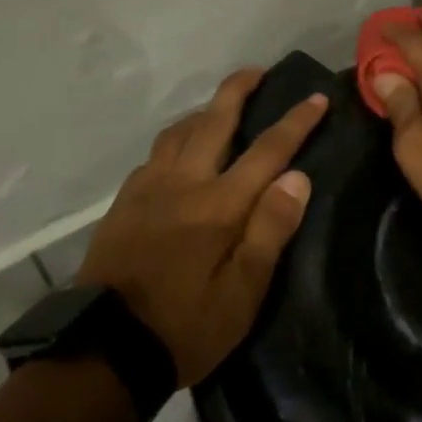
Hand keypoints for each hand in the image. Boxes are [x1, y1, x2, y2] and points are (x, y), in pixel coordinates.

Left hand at [78, 68, 326, 386]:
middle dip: (238, 90)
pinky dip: (174, 141)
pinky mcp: (124, 203)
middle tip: (256, 70)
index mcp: (220, 204)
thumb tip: (296, 177)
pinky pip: (154, 156)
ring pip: (178, 132)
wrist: (105, 351)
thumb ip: (270, 228)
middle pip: (214, 121)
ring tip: (219, 108)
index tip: (317, 97)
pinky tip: (178, 155)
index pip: (268, 150)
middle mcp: (184, 183)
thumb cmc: (185, 326)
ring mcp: (148, 189)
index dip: (296, 121)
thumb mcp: (243, 292)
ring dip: (203, 111)